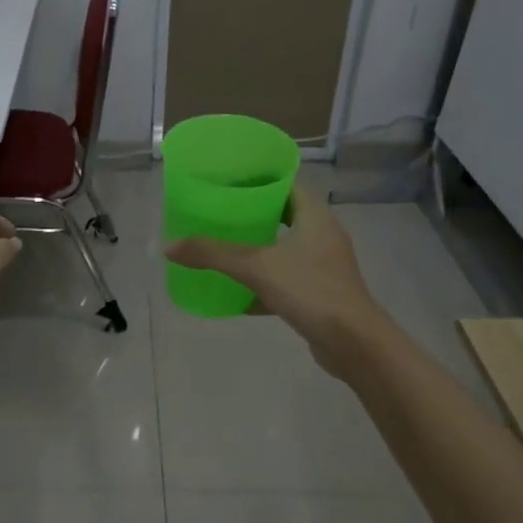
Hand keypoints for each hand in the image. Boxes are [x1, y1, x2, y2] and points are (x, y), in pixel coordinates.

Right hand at [164, 184, 382, 377]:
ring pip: (285, 249)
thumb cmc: (310, 290)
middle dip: (253, 216)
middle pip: (285, 215)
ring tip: (224, 249)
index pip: (288, 184)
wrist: (353, 343)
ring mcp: (324, 266)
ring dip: (258, 250)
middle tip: (220, 214)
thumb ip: (213, 254)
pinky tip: (239, 296)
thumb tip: (169, 247)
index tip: (230, 181)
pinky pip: (287, 280)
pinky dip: (264, 284)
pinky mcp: (320, 294)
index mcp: (315, 217)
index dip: (260, 179)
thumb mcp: (256, 267)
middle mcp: (323, 236)